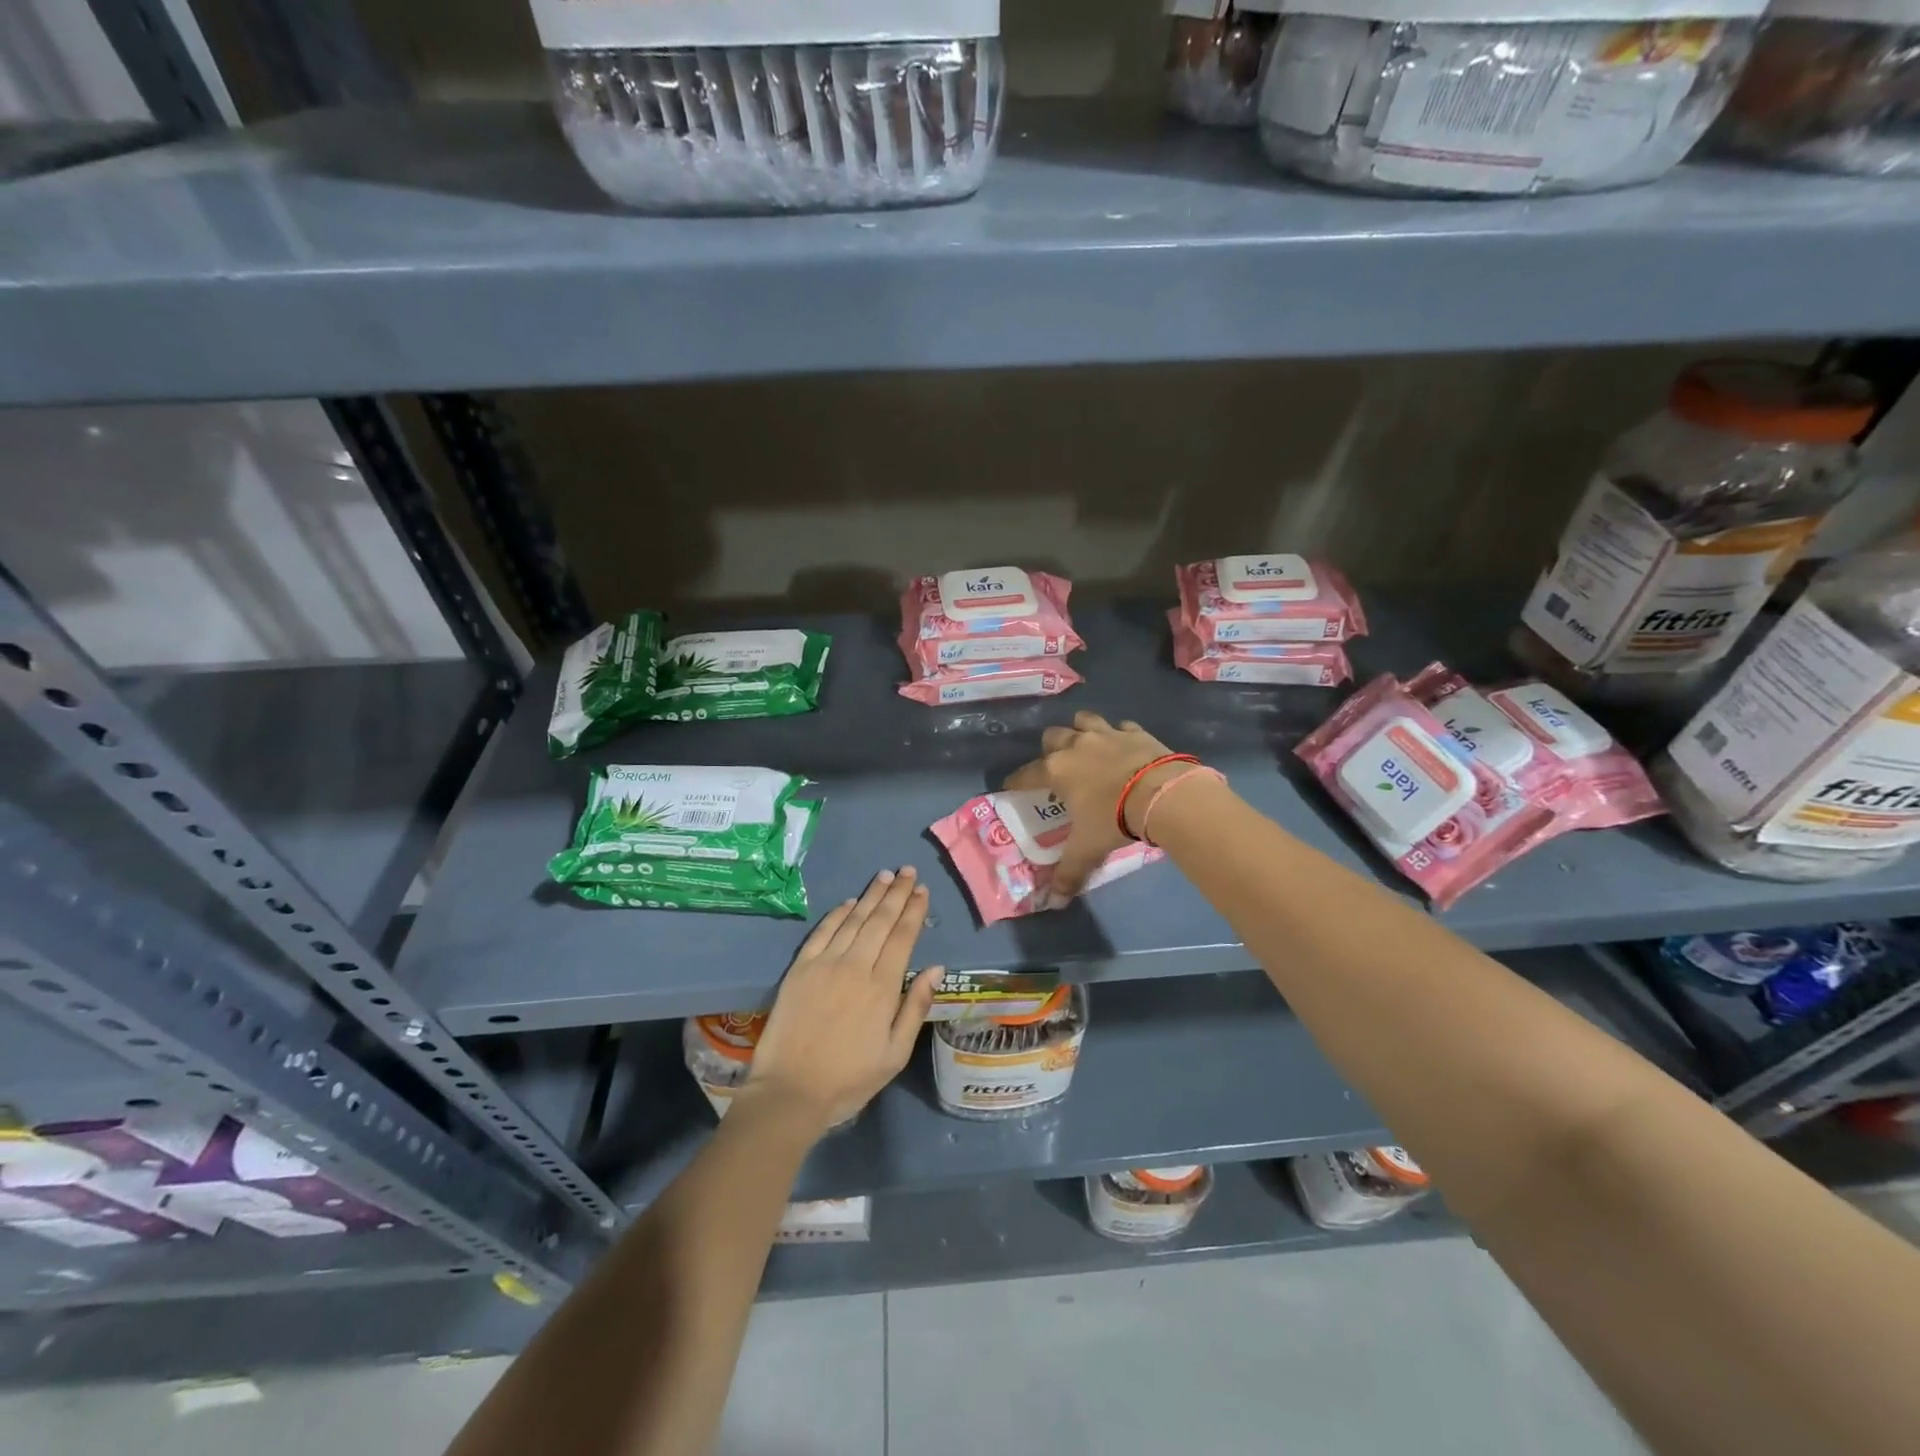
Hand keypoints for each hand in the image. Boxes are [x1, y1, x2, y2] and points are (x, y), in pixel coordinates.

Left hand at [742, 867, 942, 1134]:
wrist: (790, 1091)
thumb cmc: (849, 1079)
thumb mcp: (895, 1054)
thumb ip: (916, 1007)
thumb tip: (936, 968)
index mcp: (883, 987)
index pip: (902, 937)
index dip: (914, 911)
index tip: (922, 890)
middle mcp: (856, 966)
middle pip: (880, 920)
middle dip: (897, 893)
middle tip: (908, 871)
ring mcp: (825, 964)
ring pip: (853, 920)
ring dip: (871, 896)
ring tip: (885, 876)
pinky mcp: (800, 968)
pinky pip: (822, 932)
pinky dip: (838, 914)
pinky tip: (849, 902)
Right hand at [1004, 711, 1178, 895]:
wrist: (1161, 794)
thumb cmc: (1113, 818)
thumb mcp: (1088, 848)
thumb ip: (1069, 872)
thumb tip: (1056, 900)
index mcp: (1056, 770)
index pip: (1025, 774)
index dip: (1015, 781)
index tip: (1010, 787)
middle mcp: (1075, 745)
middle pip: (1052, 736)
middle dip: (1051, 749)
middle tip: (1058, 767)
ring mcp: (1106, 733)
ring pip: (1083, 720)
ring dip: (1081, 730)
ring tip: (1086, 746)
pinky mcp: (1135, 731)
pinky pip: (1121, 726)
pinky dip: (1118, 734)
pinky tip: (1123, 746)